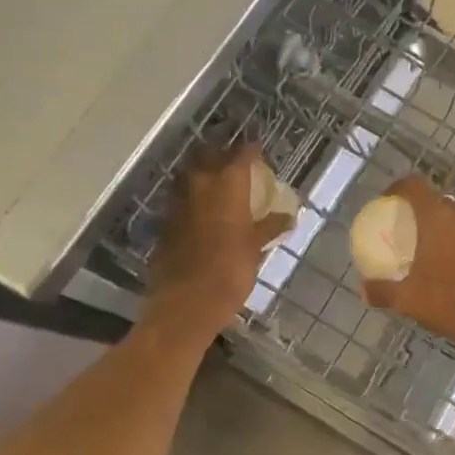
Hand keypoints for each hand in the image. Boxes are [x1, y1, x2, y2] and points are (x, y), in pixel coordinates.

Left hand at [143, 145, 290, 342]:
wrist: (185, 303)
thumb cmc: (230, 272)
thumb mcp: (255, 248)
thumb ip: (270, 227)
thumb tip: (289, 216)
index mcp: (227, 185)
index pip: (242, 155)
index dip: (252, 150)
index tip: (259, 151)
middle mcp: (199, 184)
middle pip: (208, 155)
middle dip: (221, 154)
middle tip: (235, 162)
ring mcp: (177, 202)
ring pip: (188, 174)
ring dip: (202, 172)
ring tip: (217, 183)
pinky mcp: (164, 222)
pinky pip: (179, 198)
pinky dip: (191, 197)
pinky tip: (200, 210)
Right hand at [359, 176, 454, 348]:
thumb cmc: (447, 300)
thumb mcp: (407, 299)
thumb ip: (382, 290)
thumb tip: (364, 290)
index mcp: (437, 217)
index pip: (414, 186)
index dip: (399, 188)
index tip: (388, 200)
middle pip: (440, 204)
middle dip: (426, 214)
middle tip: (415, 234)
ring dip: (451, 231)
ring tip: (441, 252)